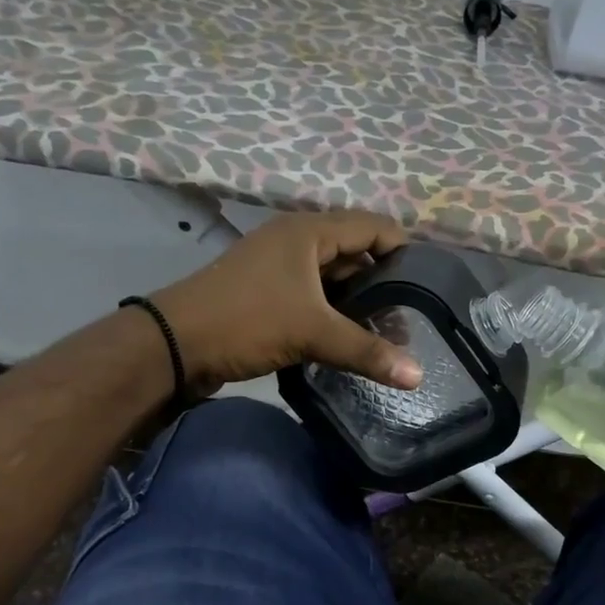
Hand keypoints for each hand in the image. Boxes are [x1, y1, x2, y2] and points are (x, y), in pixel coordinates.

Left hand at [150, 210, 423, 393]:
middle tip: (409, 319)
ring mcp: (279, 267)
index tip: (429, 286)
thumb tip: (418, 376)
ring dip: (357, 302)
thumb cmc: (246, 321)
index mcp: (309, 232)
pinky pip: (313, 297)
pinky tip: (349, 340)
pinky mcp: (267, 293)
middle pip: (355, 252)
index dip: (404, 251)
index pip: (373, 227)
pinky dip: (333, 314)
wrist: (174, 344)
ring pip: (333, 278)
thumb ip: (367, 351)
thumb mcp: (312, 333)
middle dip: (383, 283)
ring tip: (386, 334)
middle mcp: (296, 241)